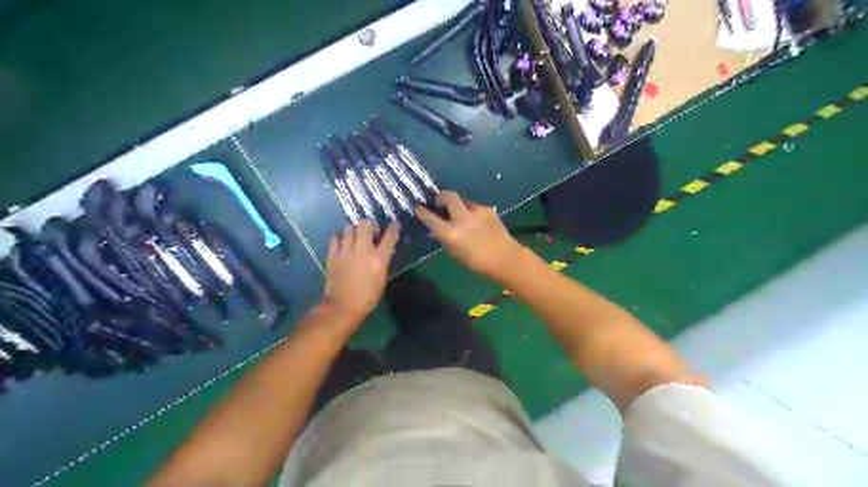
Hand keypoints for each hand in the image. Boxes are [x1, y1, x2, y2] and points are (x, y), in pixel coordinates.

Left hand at [323, 219, 397, 318]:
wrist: (342, 306)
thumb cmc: (367, 297)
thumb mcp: (382, 279)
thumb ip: (382, 262)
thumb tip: (383, 251)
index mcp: (379, 258)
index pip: (389, 236)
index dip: (393, 228)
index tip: (394, 225)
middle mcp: (363, 250)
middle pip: (365, 224)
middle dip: (369, 225)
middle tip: (370, 231)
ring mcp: (346, 251)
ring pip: (348, 228)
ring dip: (353, 230)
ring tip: (355, 236)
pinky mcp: (332, 255)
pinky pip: (335, 238)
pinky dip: (339, 238)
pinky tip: (342, 243)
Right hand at [417, 191, 524, 280]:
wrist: (505, 259)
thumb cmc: (477, 263)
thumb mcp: (455, 253)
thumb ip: (445, 239)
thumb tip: (438, 230)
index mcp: (451, 234)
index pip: (430, 218)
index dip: (422, 212)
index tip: (419, 208)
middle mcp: (462, 219)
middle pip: (448, 196)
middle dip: (441, 196)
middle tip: (439, 200)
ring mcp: (476, 212)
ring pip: (463, 201)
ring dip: (459, 205)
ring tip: (461, 214)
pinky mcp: (488, 209)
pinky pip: (475, 207)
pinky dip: (472, 212)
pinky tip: (476, 221)